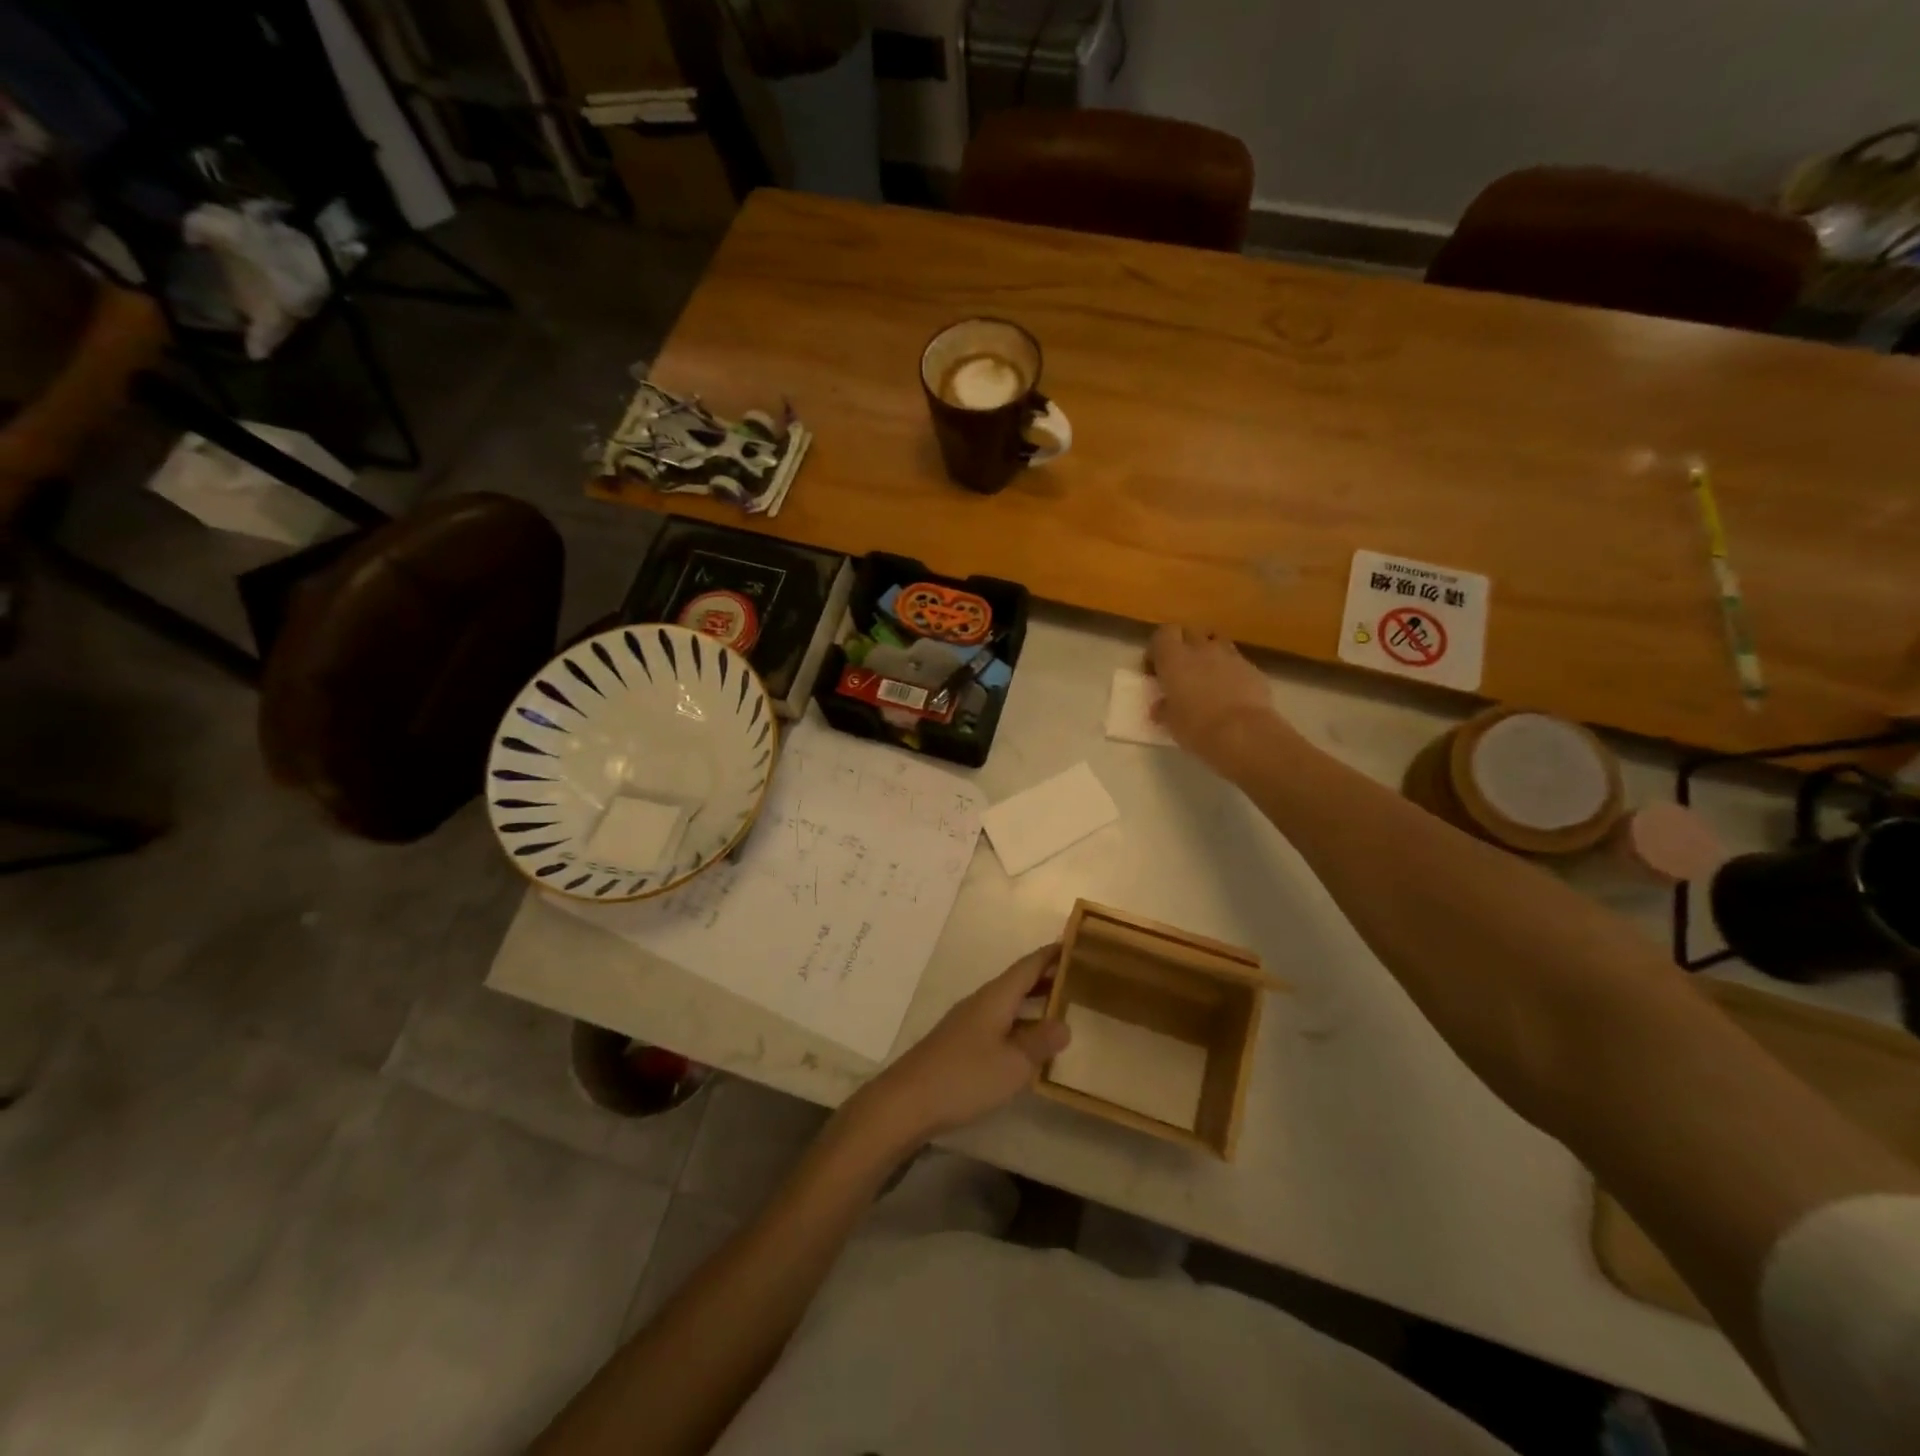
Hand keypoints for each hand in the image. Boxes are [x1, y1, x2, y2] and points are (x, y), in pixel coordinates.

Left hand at [851, 945, 1069, 1147]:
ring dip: (1032, 1000)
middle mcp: (981, 1002)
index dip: (1051, 954)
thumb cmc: (965, 1077)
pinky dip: (1018, 1022)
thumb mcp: (1013, 1064)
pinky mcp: (960, 1043)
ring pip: (1007, 1002)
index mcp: (995, 997)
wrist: (907, 1101)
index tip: (1075, 943)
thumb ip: (1040, 1042)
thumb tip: (1065, 1024)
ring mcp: (967, 1022)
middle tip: (1078, 976)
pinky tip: (1027, 1041)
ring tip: (1060, 1006)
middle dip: (1045, 976)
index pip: (1028, 966)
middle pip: (1017, 981)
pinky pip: (998, 1021)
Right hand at [1146, 624, 1289, 771]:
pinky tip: (1230, 692)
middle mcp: (1201, 649)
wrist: (1243, 734)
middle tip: (1182, 669)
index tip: (1156, 668)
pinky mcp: (1253, 669)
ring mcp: (1230, 656)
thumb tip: (1161, 706)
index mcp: (1174, 659)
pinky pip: (1237, 662)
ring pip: (1217, 642)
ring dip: (1210, 653)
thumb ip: (1164, 708)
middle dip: (1185, 645)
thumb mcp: (1170, 721)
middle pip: (1191, 631)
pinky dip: (1231, 671)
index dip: (1159, 648)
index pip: (1164, 633)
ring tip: (1207, 677)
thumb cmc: (1196, 727)